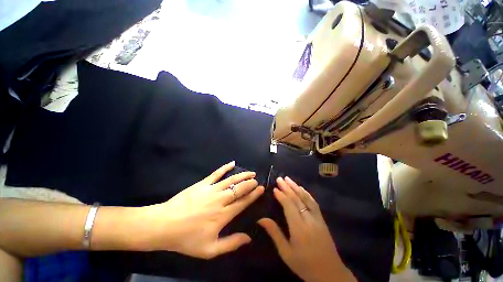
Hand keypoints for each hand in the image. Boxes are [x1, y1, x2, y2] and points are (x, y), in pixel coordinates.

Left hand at [141, 161, 264, 258]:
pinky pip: (216, 173)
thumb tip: (249, 238)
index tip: (260, 189)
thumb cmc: (187, 239)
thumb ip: (231, 244)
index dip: (253, 195)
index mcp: (223, 215)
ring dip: (242, 175)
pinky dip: (225, 167)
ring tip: (251, 172)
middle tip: (256, 180)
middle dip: (250, 183)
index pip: (243, 202)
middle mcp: (220, 199)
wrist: (164, 225)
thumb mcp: (210, 250)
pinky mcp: (203, 183)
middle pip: (239, 189)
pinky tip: (232, 163)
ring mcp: (211, 189)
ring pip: (231, 180)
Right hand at [258, 177, 355, 281]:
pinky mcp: (322, 219)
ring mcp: (317, 218)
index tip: (274, 188)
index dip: (281, 195)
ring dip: (296, 187)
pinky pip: (313, 202)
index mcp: (299, 228)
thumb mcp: (286, 253)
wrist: (330, 274)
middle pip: (297, 199)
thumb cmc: (305, 265)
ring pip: (306, 198)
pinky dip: (306, 193)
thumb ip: (274, 233)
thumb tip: (261, 219)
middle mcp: (309, 220)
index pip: (289, 206)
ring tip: (288, 179)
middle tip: (280, 178)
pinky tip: (301, 188)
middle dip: (287, 187)